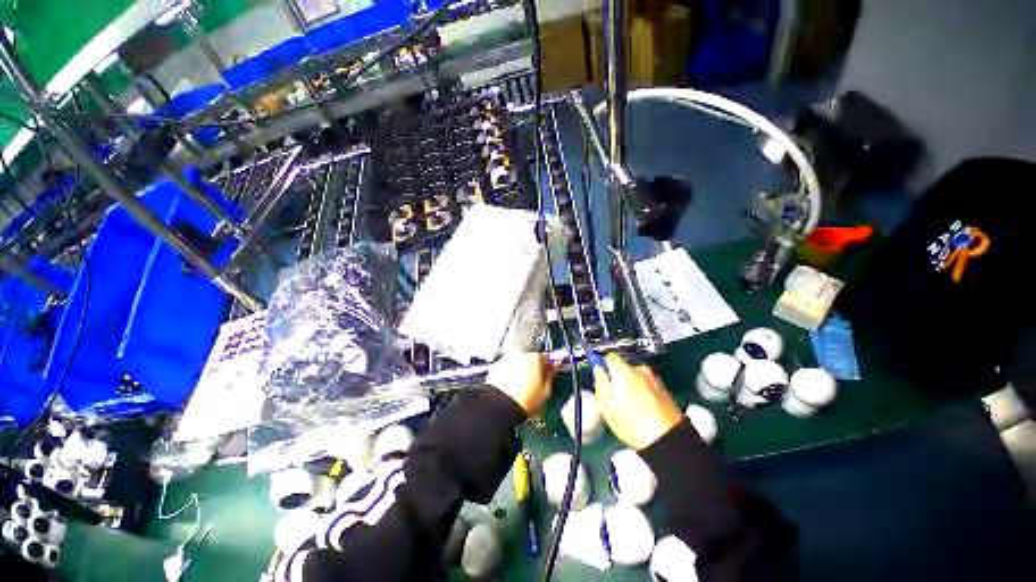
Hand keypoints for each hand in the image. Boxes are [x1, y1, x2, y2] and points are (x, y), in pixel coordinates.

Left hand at [486, 352, 557, 413]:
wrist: (501, 405)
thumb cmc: (523, 400)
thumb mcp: (545, 390)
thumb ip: (551, 375)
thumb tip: (554, 369)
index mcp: (535, 358)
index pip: (545, 357)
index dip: (547, 367)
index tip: (548, 374)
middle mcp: (521, 355)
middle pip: (530, 359)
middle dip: (533, 368)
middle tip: (534, 383)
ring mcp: (507, 360)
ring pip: (518, 362)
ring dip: (521, 370)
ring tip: (522, 387)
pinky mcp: (497, 366)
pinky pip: (507, 368)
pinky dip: (510, 374)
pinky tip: (512, 387)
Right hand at [593, 355, 682, 449]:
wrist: (668, 440)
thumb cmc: (634, 425)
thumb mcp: (606, 407)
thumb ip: (600, 384)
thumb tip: (598, 371)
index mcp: (624, 371)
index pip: (609, 357)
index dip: (602, 366)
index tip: (600, 377)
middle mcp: (640, 370)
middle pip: (622, 367)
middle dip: (616, 378)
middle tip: (612, 397)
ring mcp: (654, 379)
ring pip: (635, 376)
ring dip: (630, 385)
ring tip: (628, 407)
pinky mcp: (665, 390)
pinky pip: (647, 385)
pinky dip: (642, 392)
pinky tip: (642, 410)